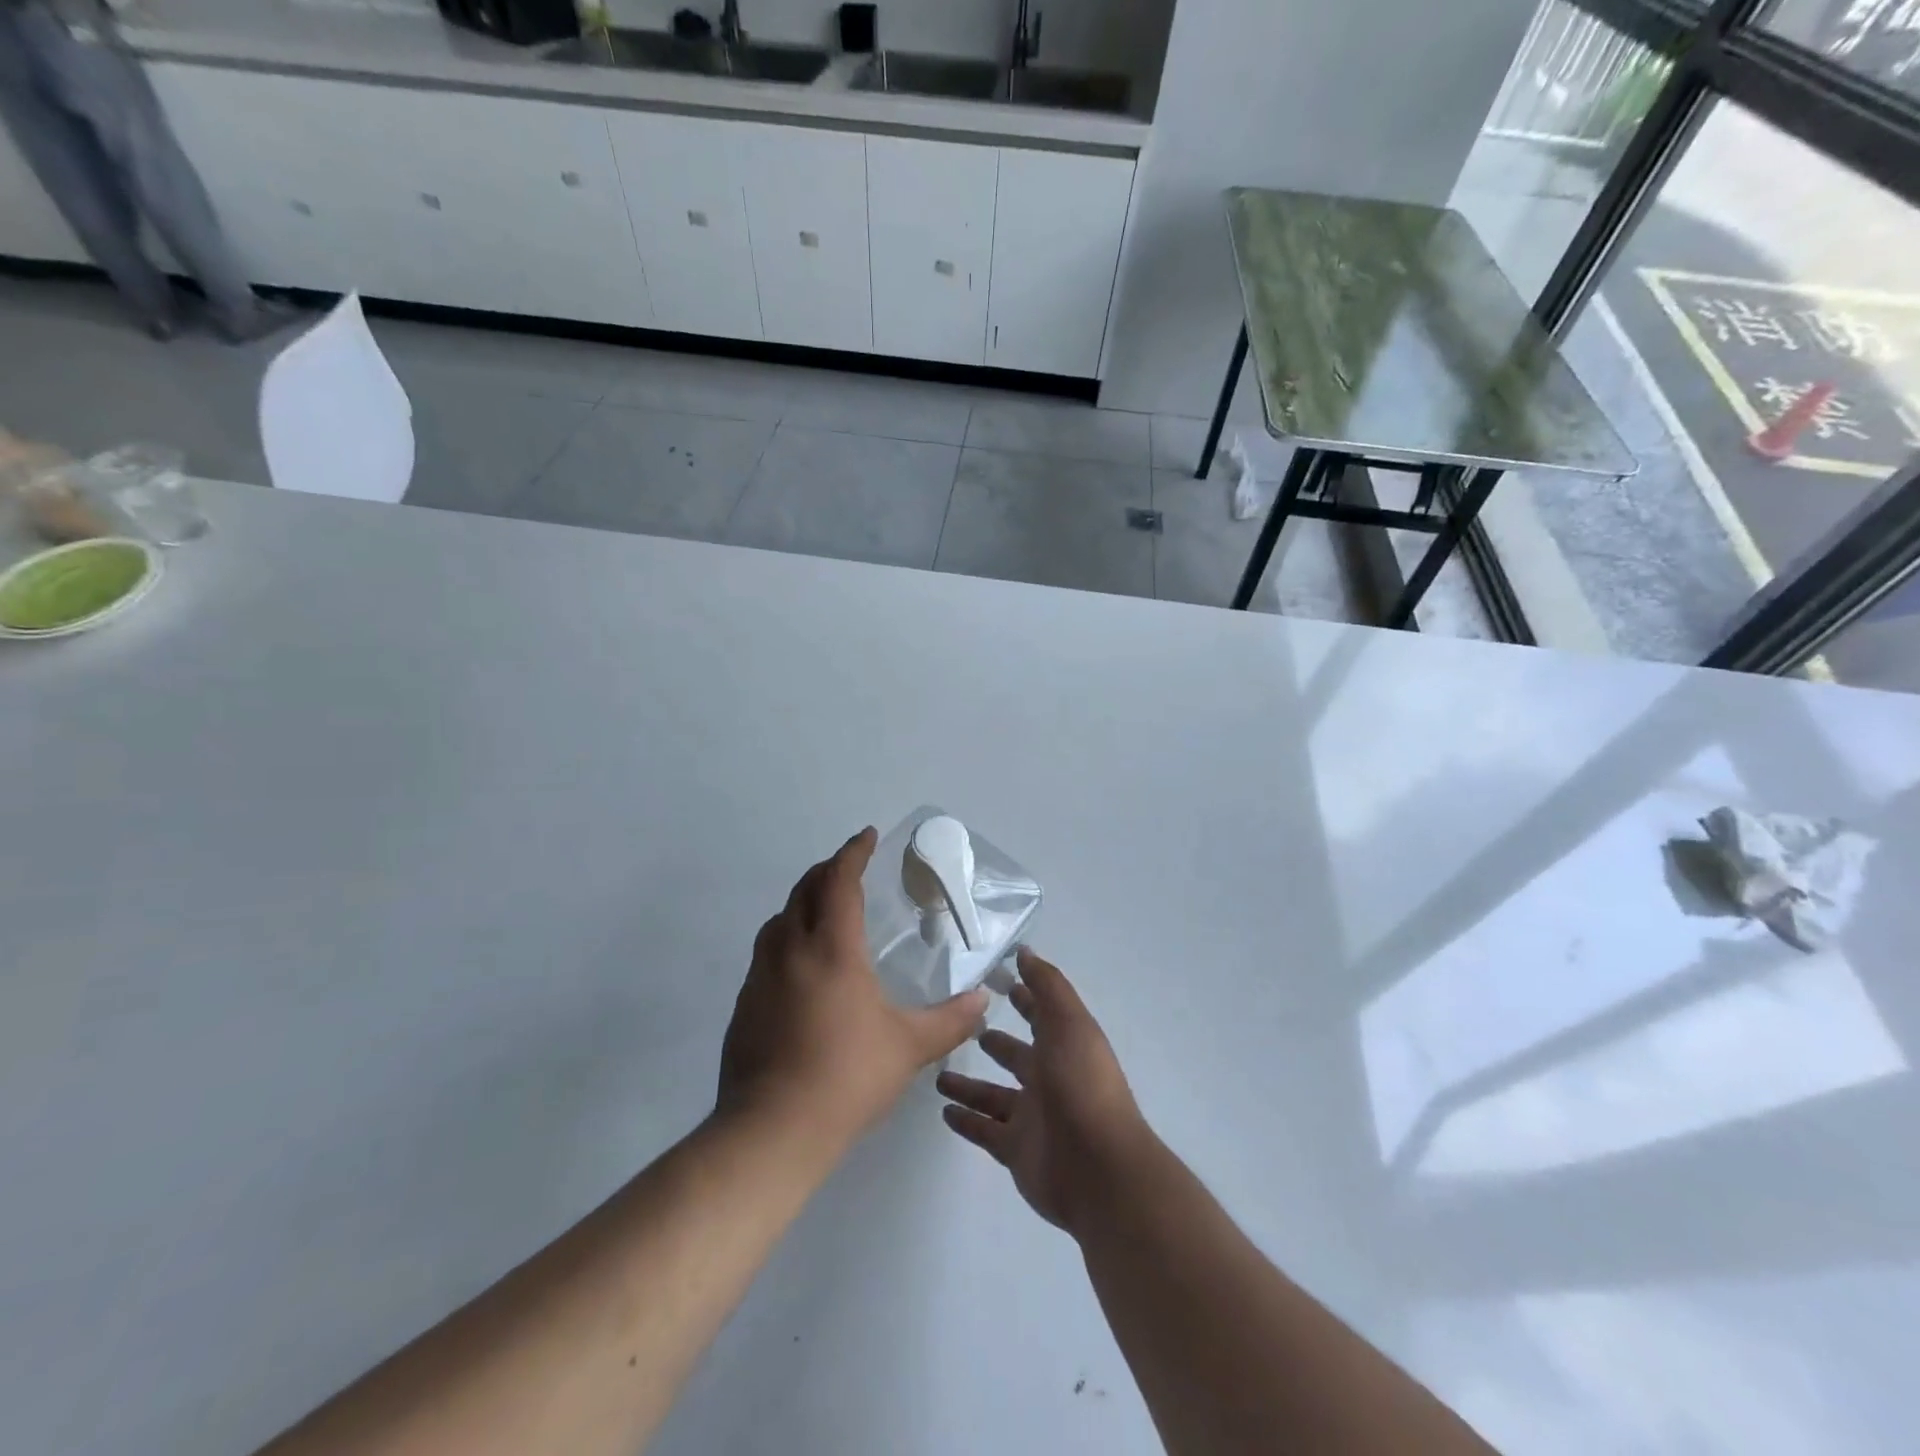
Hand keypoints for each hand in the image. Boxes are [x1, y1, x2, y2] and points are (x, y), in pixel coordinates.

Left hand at [719, 827, 987, 1151]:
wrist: (772, 1130)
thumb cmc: (847, 1077)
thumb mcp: (909, 1047)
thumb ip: (950, 1020)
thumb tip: (984, 999)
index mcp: (831, 949)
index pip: (840, 882)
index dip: (853, 853)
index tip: (867, 836)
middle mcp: (791, 951)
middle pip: (804, 890)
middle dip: (827, 870)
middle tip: (849, 867)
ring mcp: (761, 977)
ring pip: (779, 919)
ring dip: (803, 902)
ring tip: (825, 911)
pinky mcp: (745, 1004)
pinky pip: (767, 952)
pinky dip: (787, 938)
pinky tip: (803, 967)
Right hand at [936, 948, 1150, 1235]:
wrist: (1099, 1168)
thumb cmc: (1082, 1084)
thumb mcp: (1069, 1023)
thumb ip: (1046, 986)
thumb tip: (1024, 951)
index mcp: (1064, 1046)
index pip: (1040, 1014)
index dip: (1022, 997)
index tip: (993, 980)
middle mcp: (1049, 1078)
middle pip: (1016, 1056)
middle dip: (994, 1042)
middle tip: (959, 1028)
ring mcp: (1032, 1117)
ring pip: (993, 1095)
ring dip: (969, 1085)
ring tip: (937, 1073)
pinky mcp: (1016, 1151)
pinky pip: (985, 1131)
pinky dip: (966, 1121)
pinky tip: (943, 1111)